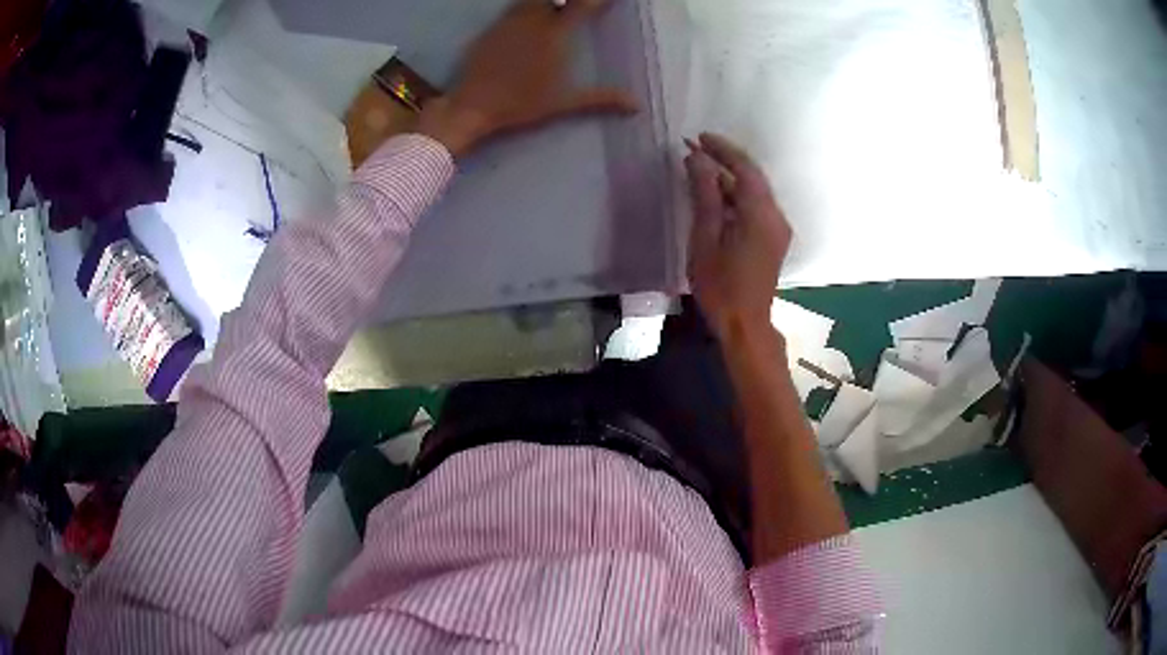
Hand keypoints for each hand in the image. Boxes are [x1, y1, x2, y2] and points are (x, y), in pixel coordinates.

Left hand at [418, 0, 638, 156]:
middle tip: (577, 6)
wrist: (471, 106)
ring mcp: (509, 23)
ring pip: (529, 0)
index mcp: (555, 36)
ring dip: (543, 2)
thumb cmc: (519, 106)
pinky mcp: (490, 30)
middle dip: (568, 1)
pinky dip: (523, 7)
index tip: (604, 1)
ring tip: (554, 8)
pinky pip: (511, 9)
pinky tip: (526, 16)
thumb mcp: (563, 104)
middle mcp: (533, 22)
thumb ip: (601, 99)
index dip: (596, 1)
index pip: (582, 6)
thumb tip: (637, 104)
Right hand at [685, 133, 791, 340]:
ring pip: (754, 191)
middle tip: (695, 148)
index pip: (744, 169)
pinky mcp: (774, 238)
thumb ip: (704, 195)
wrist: (745, 324)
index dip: (722, 149)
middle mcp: (776, 216)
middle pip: (752, 177)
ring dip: (729, 178)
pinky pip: (756, 206)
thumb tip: (698, 159)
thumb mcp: (705, 238)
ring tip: (700, 167)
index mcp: (760, 215)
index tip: (698, 137)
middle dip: (725, 159)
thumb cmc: (720, 286)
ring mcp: (778, 228)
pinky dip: (736, 195)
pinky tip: (715, 194)